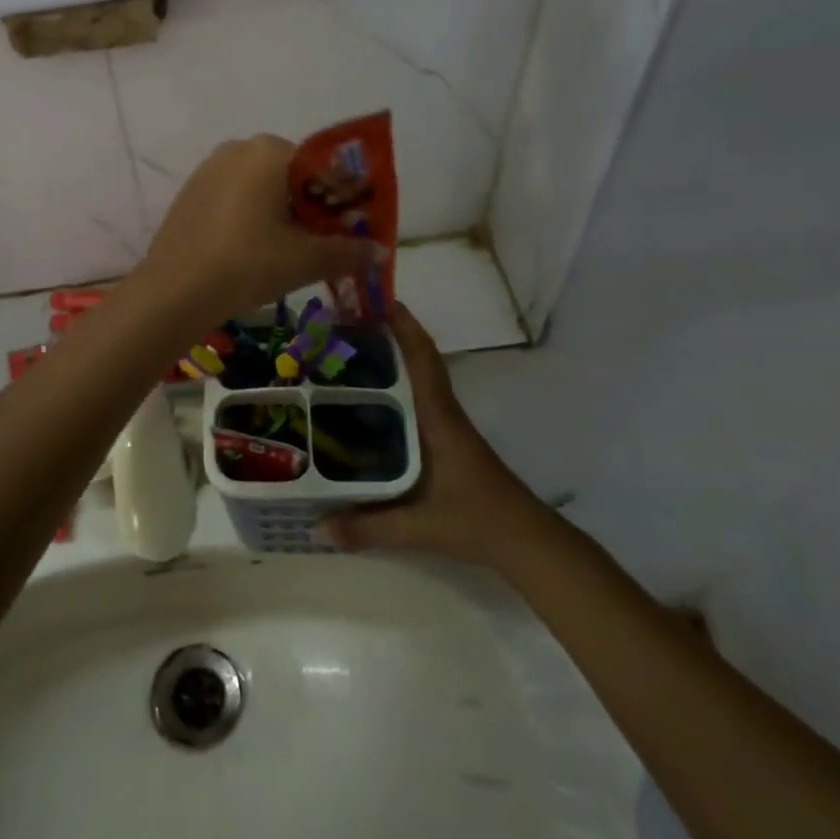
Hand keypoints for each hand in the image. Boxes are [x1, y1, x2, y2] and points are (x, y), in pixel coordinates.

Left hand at [134, 135, 384, 321]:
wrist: (175, 291)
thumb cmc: (248, 263)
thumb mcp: (306, 259)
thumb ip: (349, 251)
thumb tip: (381, 252)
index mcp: (269, 150)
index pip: (322, 168)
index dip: (341, 202)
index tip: (348, 233)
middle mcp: (237, 148)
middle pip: (291, 177)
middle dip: (310, 209)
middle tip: (319, 248)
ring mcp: (207, 170)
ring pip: (260, 189)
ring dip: (280, 216)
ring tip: (286, 255)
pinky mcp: (188, 194)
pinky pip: (233, 200)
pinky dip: (250, 220)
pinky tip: (250, 254)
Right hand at [324, 303, 534, 564]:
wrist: (524, 540)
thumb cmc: (475, 521)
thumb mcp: (418, 526)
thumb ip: (367, 528)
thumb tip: (314, 527)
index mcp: (438, 418)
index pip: (422, 360)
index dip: (404, 326)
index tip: (377, 299)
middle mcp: (442, 412)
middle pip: (417, 360)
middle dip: (388, 335)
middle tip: (345, 325)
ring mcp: (447, 424)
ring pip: (418, 378)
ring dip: (392, 359)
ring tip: (349, 352)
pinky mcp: (447, 439)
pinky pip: (418, 398)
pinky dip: (396, 386)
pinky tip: (369, 401)